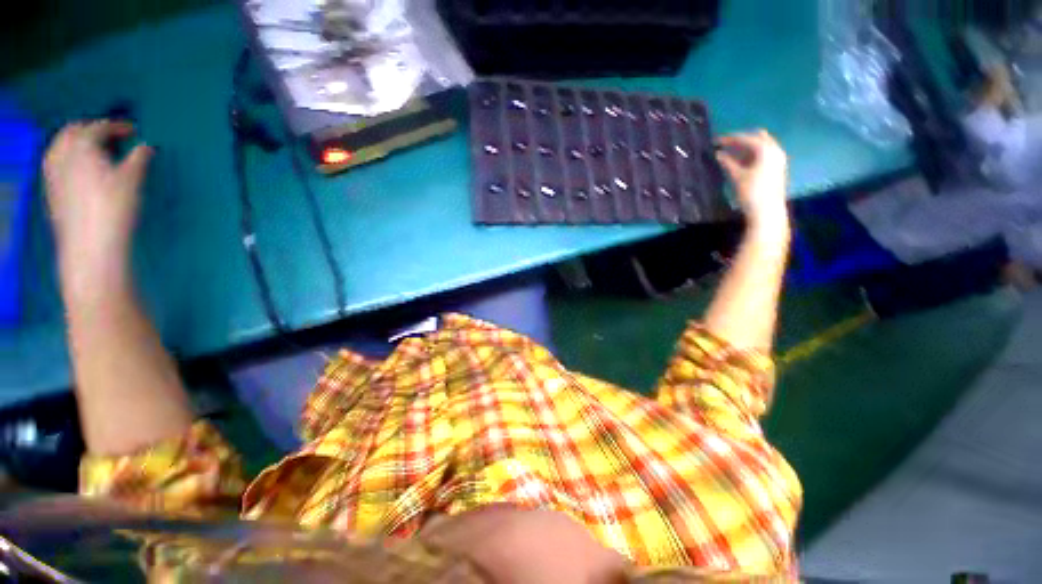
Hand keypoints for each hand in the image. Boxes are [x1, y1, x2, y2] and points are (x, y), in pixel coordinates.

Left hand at [43, 121, 152, 289]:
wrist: (90, 244)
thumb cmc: (113, 209)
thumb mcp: (132, 181)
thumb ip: (139, 159)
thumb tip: (146, 147)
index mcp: (83, 146)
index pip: (99, 127)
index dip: (117, 126)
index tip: (132, 130)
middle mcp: (63, 154)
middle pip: (73, 131)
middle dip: (91, 128)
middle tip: (110, 135)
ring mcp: (53, 172)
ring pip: (60, 145)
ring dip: (75, 141)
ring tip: (93, 148)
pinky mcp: (51, 189)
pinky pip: (55, 162)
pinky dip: (67, 157)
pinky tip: (77, 167)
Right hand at [715, 130, 789, 236]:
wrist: (767, 211)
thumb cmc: (751, 192)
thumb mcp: (737, 176)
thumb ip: (728, 163)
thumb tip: (719, 154)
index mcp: (766, 150)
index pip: (746, 138)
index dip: (730, 139)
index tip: (716, 140)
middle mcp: (775, 150)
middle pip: (757, 138)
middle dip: (741, 140)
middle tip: (725, 144)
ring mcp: (777, 159)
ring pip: (761, 147)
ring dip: (746, 147)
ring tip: (730, 152)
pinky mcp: (776, 168)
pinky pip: (763, 155)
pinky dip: (751, 155)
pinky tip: (740, 161)